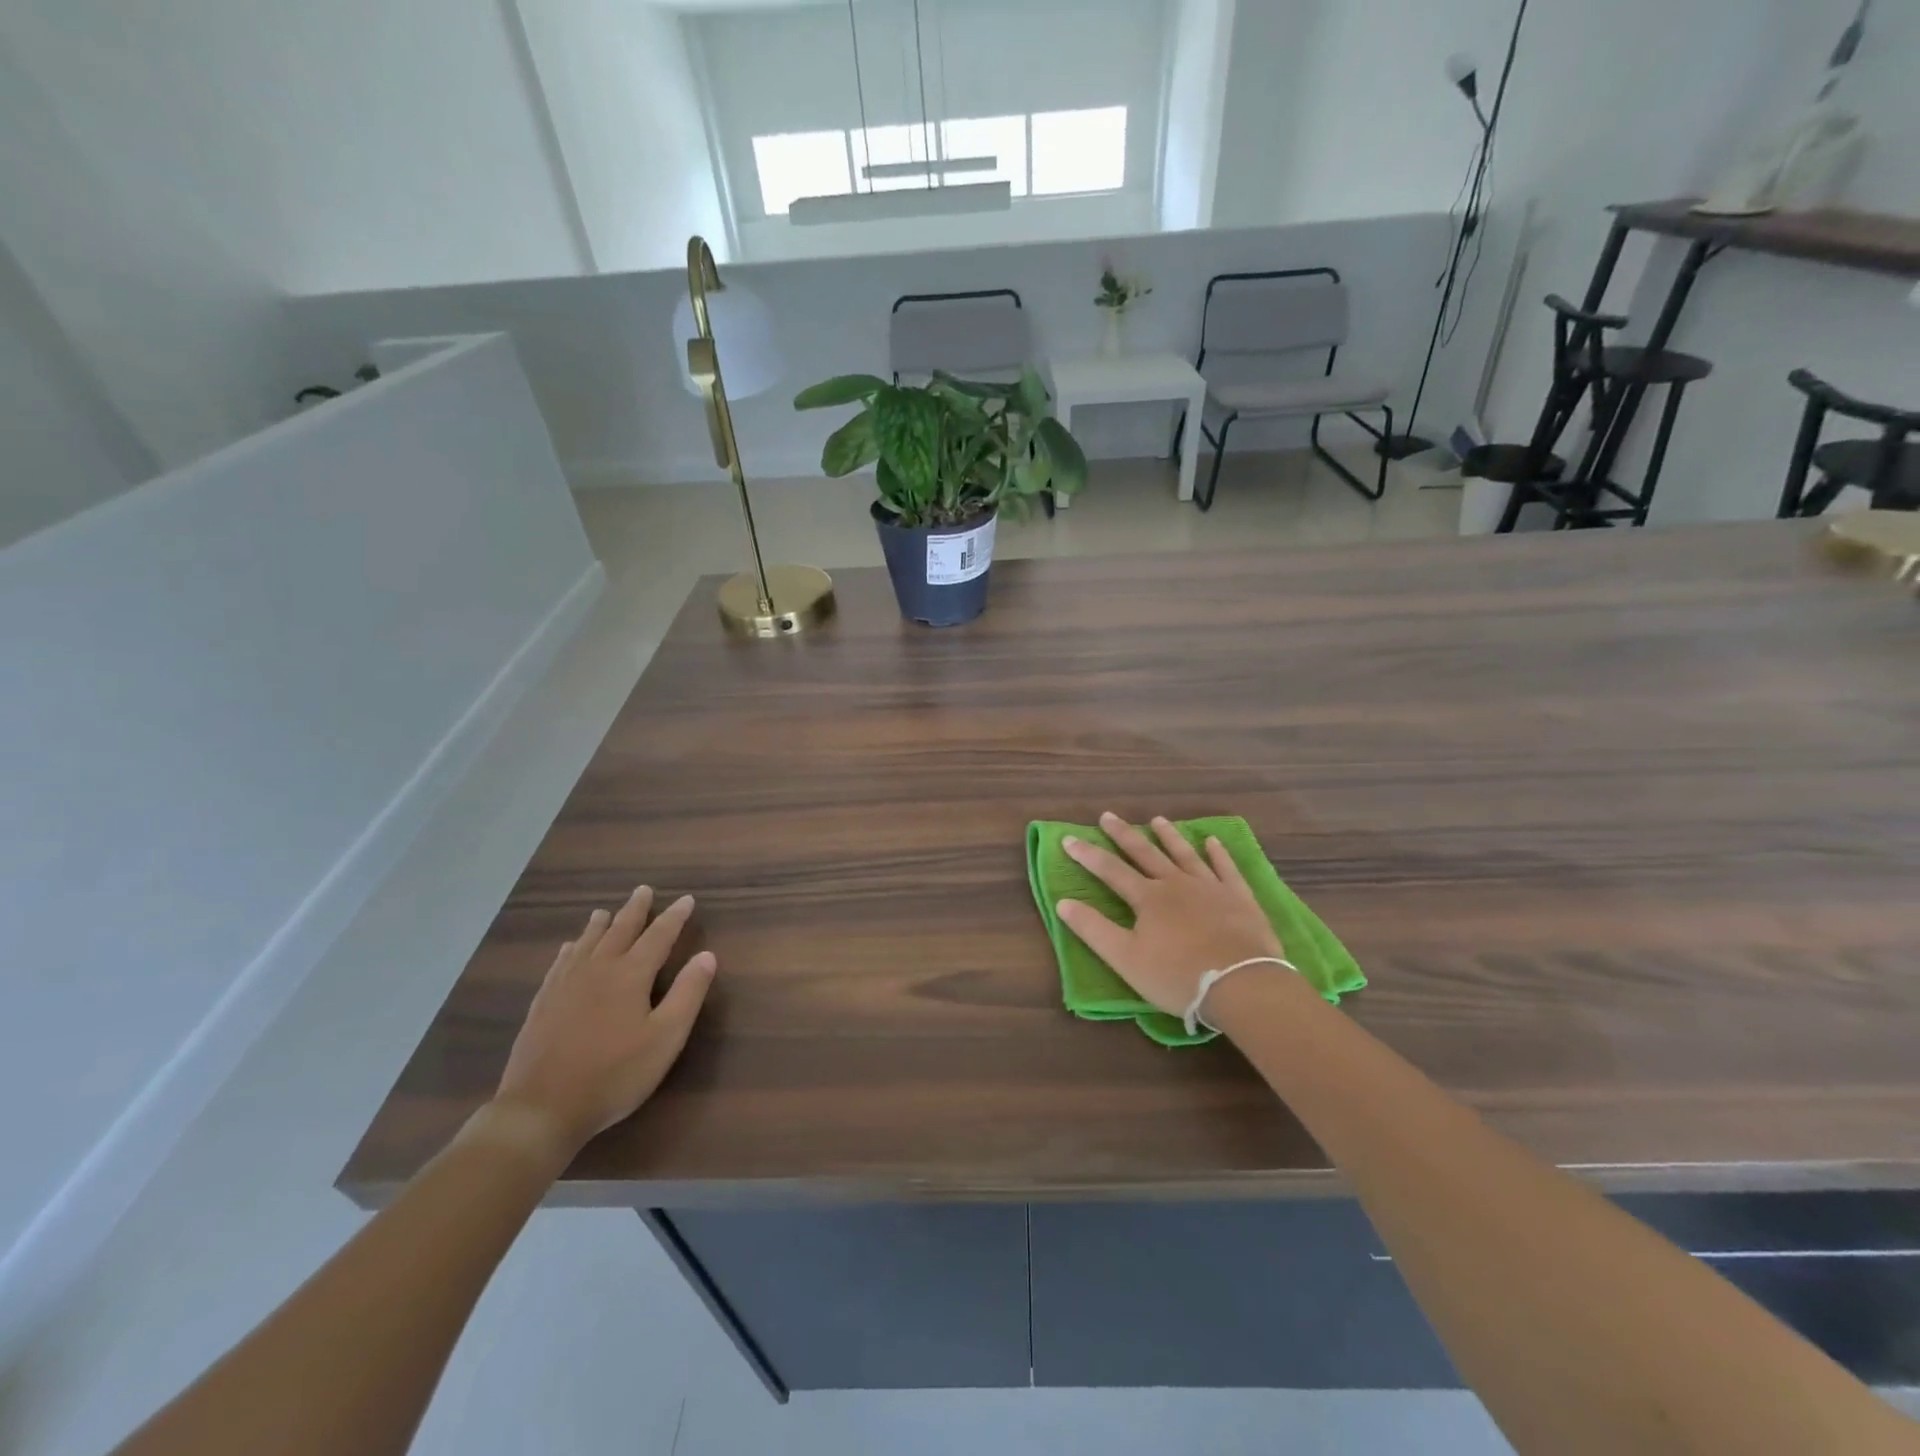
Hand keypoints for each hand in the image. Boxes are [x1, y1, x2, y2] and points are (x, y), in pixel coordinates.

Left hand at [490, 887, 715, 1158]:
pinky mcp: (543, 1003)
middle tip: (643, 890)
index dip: (674, 917)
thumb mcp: (665, 1037)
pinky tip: (570, 948)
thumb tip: (707, 955)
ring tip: (605, 911)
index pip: (658, 936)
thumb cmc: (614, 1074)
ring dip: (601, 924)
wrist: (541, 1108)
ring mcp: (565, 985)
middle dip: (635, 910)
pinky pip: (560, 963)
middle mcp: (598, 969)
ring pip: (587, 943)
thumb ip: (688, 994)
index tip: (687, 899)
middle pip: (620, 930)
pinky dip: (571, 949)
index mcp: (630, 975)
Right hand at [1057, 813, 1283, 1018]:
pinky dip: (1218, 853)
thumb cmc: (1177, 976)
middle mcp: (1176, 884)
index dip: (1087, 854)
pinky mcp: (1239, 898)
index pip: (1110, 870)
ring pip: (1185, 854)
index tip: (1068, 839)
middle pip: (1145, 853)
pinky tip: (1212, 841)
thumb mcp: (1125, 959)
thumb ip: (1093, 929)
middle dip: (1123, 834)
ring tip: (1157, 820)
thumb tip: (1062, 903)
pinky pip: (1226, 868)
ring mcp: (1211, 888)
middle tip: (1108, 815)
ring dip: (1169, 836)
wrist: (1241, 985)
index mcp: (1148, 898)